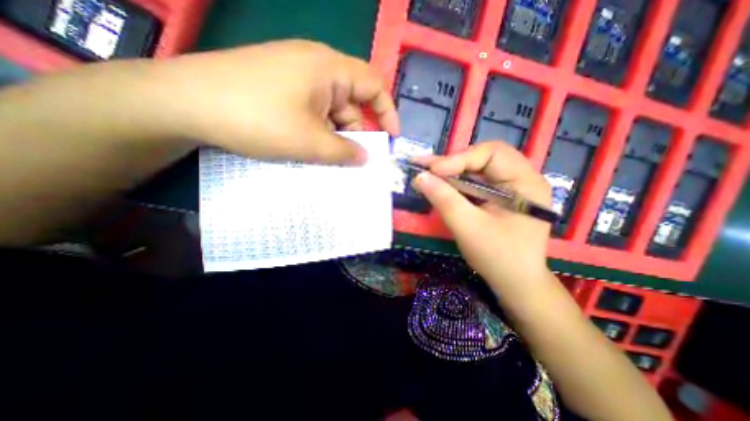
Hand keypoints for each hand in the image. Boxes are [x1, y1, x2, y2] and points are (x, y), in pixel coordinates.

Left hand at [148, 39, 400, 161]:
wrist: (186, 103)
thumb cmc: (258, 118)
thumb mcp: (310, 141)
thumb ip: (344, 151)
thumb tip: (365, 158)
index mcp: (329, 69)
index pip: (373, 86)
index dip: (387, 111)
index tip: (391, 138)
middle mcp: (316, 66)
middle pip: (350, 101)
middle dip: (357, 131)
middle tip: (355, 159)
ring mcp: (295, 77)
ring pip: (330, 110)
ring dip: (335, 135)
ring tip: (331, 160)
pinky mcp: (280, 88)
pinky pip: (312, 111)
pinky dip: (318, 131)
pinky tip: (312, 149)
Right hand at [413, 141, 551, 292]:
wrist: (515, 283)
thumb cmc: (498, 257)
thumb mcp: (468, 228)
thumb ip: (444, 199)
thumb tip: (419, 177)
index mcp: (526, 182)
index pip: (492, 154)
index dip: (459, 159)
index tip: (432, 171)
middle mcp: (521, 178)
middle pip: (483, 157)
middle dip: (452, 162)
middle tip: (425, 167)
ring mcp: (509, 187)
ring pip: (476, 169)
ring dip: (450, 171)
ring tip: (425, 172)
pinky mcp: (498, 196)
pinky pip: (474, 182)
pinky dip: (454, 182)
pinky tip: (437, 183)